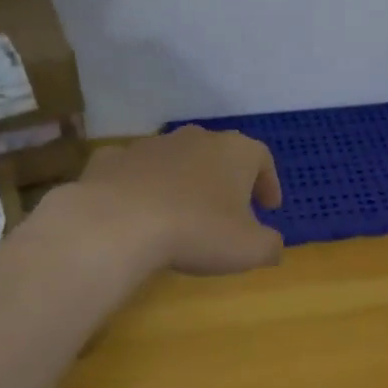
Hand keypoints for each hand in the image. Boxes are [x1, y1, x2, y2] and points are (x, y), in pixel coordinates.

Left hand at [70, 126, 284, 275]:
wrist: (120, 222)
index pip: (262, 158)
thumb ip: (270, 245)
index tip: (269, 207)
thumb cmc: (198, 231)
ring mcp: (151, 145)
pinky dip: (144, 185)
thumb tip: (273, 245)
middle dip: (227, 180)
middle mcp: (195, 138)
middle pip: (219, 154)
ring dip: (185, 182)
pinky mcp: (113, 159)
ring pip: (177, 160)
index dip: (269, 183)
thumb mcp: (250, 249)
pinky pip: (137, 171)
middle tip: (230, 210)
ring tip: (185, 214)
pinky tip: (141, 210)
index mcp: (235, 152)